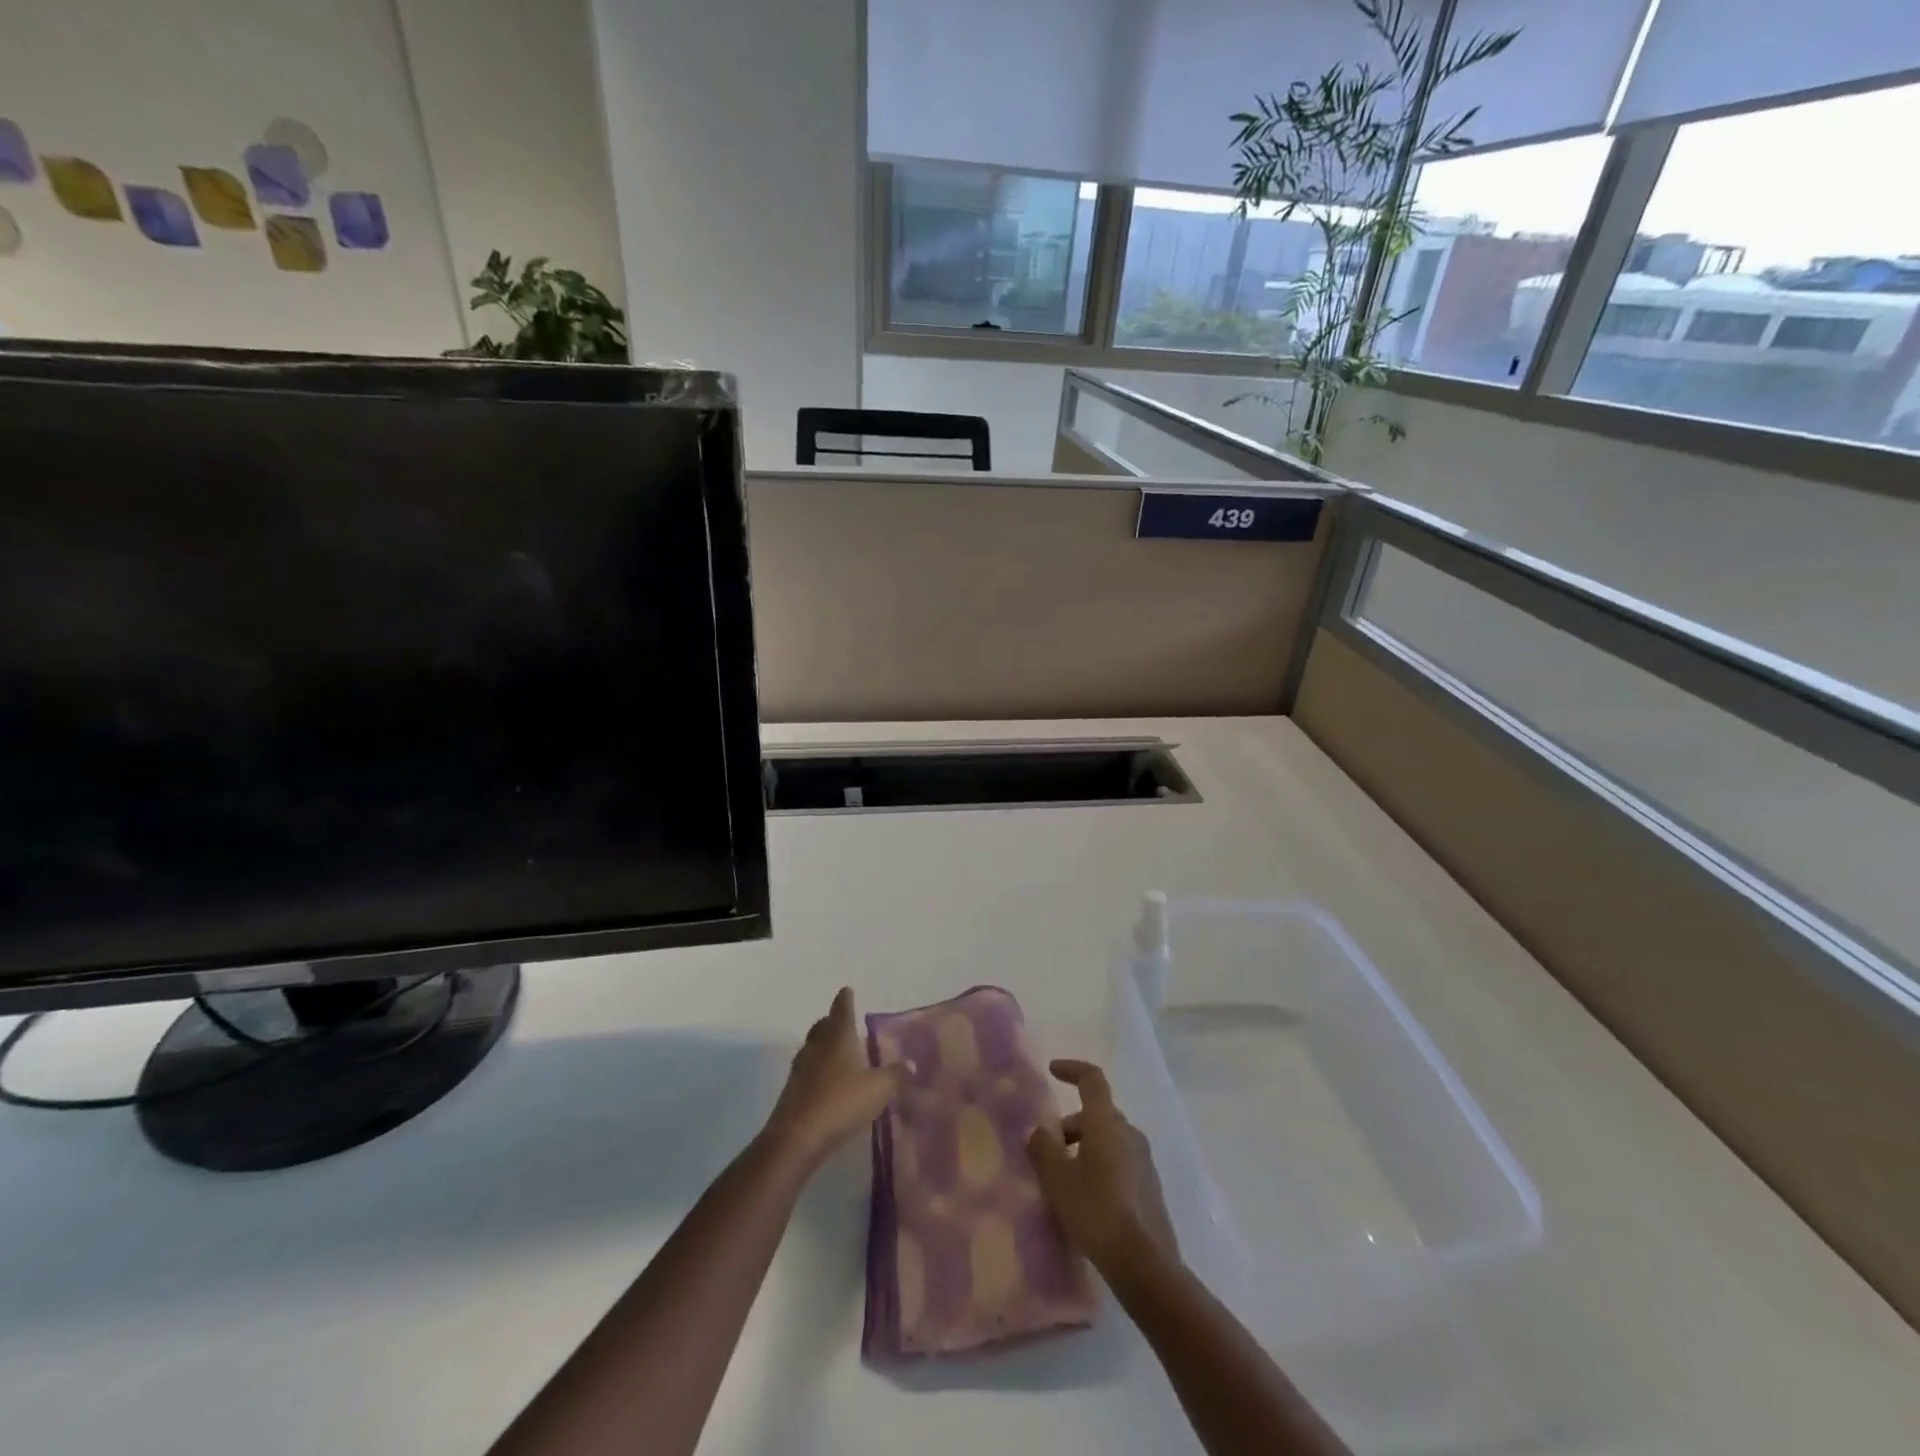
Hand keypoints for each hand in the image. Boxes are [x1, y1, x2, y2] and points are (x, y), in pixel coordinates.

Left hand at [763, 988, 907, 1170]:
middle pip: (823, 1026)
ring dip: (823, 1044)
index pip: (842, 1009)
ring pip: (813, 1046)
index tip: (847, 990)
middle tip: (842, 1020)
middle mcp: (817, 1046)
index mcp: (838, 1037)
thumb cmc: (841, 1103)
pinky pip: (807, 1070)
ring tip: (837, 1050)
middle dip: (832, 1020)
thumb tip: (911, 1063)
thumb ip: (896, 1075)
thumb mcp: (877, 1089)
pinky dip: (817, 1068)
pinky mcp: (792, 1090)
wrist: (797, 1138)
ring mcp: (801, 1068)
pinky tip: (827, 1081)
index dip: (845, 999)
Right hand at [1027, 1059, 1177, 1278]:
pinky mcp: (1150, 1186)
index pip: (1092, 1079)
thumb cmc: (1095, 1210)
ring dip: (1085, 1147)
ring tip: (1065, 1178)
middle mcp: (1129, 1133)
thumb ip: (1043, 1147)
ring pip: (1109, 1139)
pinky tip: (1087, 1197)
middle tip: (1049, 1149)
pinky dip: (1100, 1166)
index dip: (1072, 1069)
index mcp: (1106, 1122)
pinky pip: (1120, 1161)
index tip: (1052, 1070)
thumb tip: (1040, 1131)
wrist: (1144, 1263)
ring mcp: (1144, 1160)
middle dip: (1071, 1124)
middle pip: (1097, 1113)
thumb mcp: (1057, 1178)